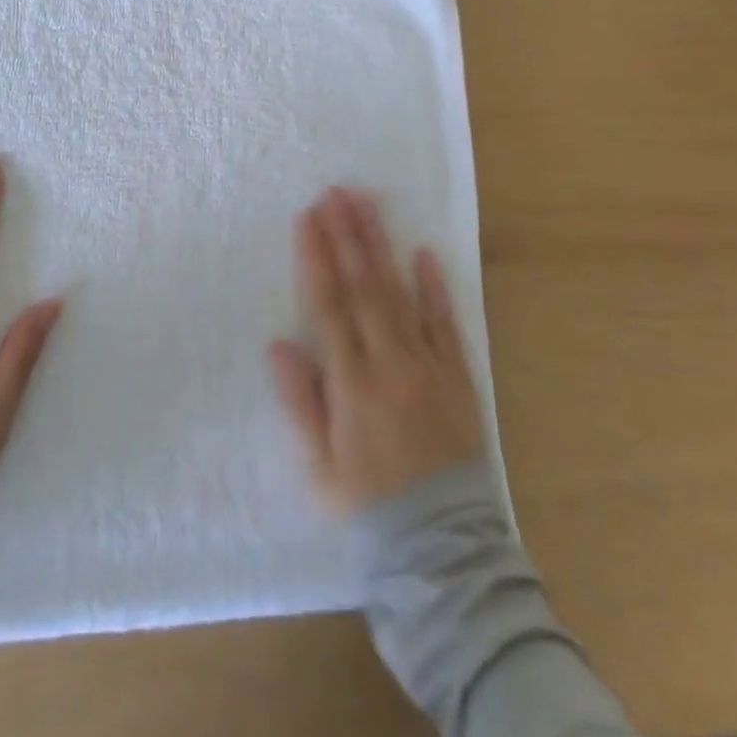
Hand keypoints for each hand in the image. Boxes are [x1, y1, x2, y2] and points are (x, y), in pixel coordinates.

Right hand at [269, 188, 484, 515]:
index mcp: (352, 383)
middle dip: (348, 235)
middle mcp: (390, 363)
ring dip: (382, 246)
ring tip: (369, 205)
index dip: (317, 258)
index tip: (308, 217)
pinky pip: (446, 324)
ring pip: (401, 294)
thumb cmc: (369, 504)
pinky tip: (425, 252)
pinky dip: (435, 287)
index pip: (329, 306)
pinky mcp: (457, 376)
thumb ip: (301, 402)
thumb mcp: (320, 465)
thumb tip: (279, 345)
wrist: (442, 545)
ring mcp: (427, 366)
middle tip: (338, 191)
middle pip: (364, 287)